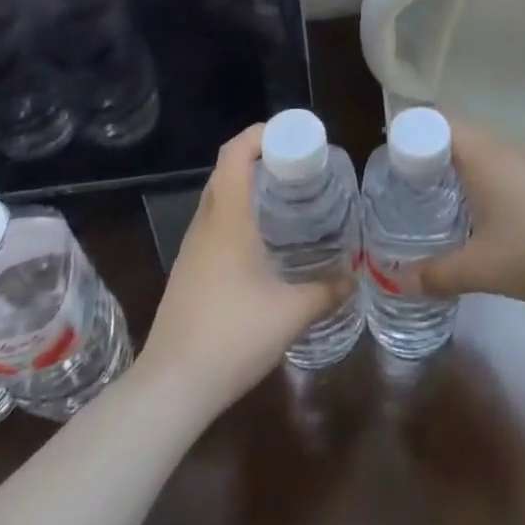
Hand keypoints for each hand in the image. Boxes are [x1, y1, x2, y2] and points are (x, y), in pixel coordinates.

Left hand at [137, 125, 347, 409]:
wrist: (170, 389)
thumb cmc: (232, 336)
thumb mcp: (291, 313)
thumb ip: (326, 291)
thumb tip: (354, 279)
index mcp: (227, 220)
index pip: (234, 154)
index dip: (260, 134)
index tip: (293, 135)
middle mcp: (205, 226)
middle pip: (225, 172)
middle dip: (260, 158)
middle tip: (298, 166)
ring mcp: (191, 251)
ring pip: (217, 200)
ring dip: (247, 188)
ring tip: (286, 199)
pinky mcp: (187, 274)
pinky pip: (214, 227)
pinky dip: (238, 217)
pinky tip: (263, 244)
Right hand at [411, 121, 524, 306]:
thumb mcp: (480, 268)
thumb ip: (438, 274)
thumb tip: (401, 281)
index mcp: (483, 155)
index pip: (439, 121)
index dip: (413, 131)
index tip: (392, 157)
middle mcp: (504, 147)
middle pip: (459, 132)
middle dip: (430, 151)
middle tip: (406, 181)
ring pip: (483, 148)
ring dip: (458, 164)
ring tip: (436, 195)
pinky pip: (501, 163)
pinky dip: (482, 175)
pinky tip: (479, 208)